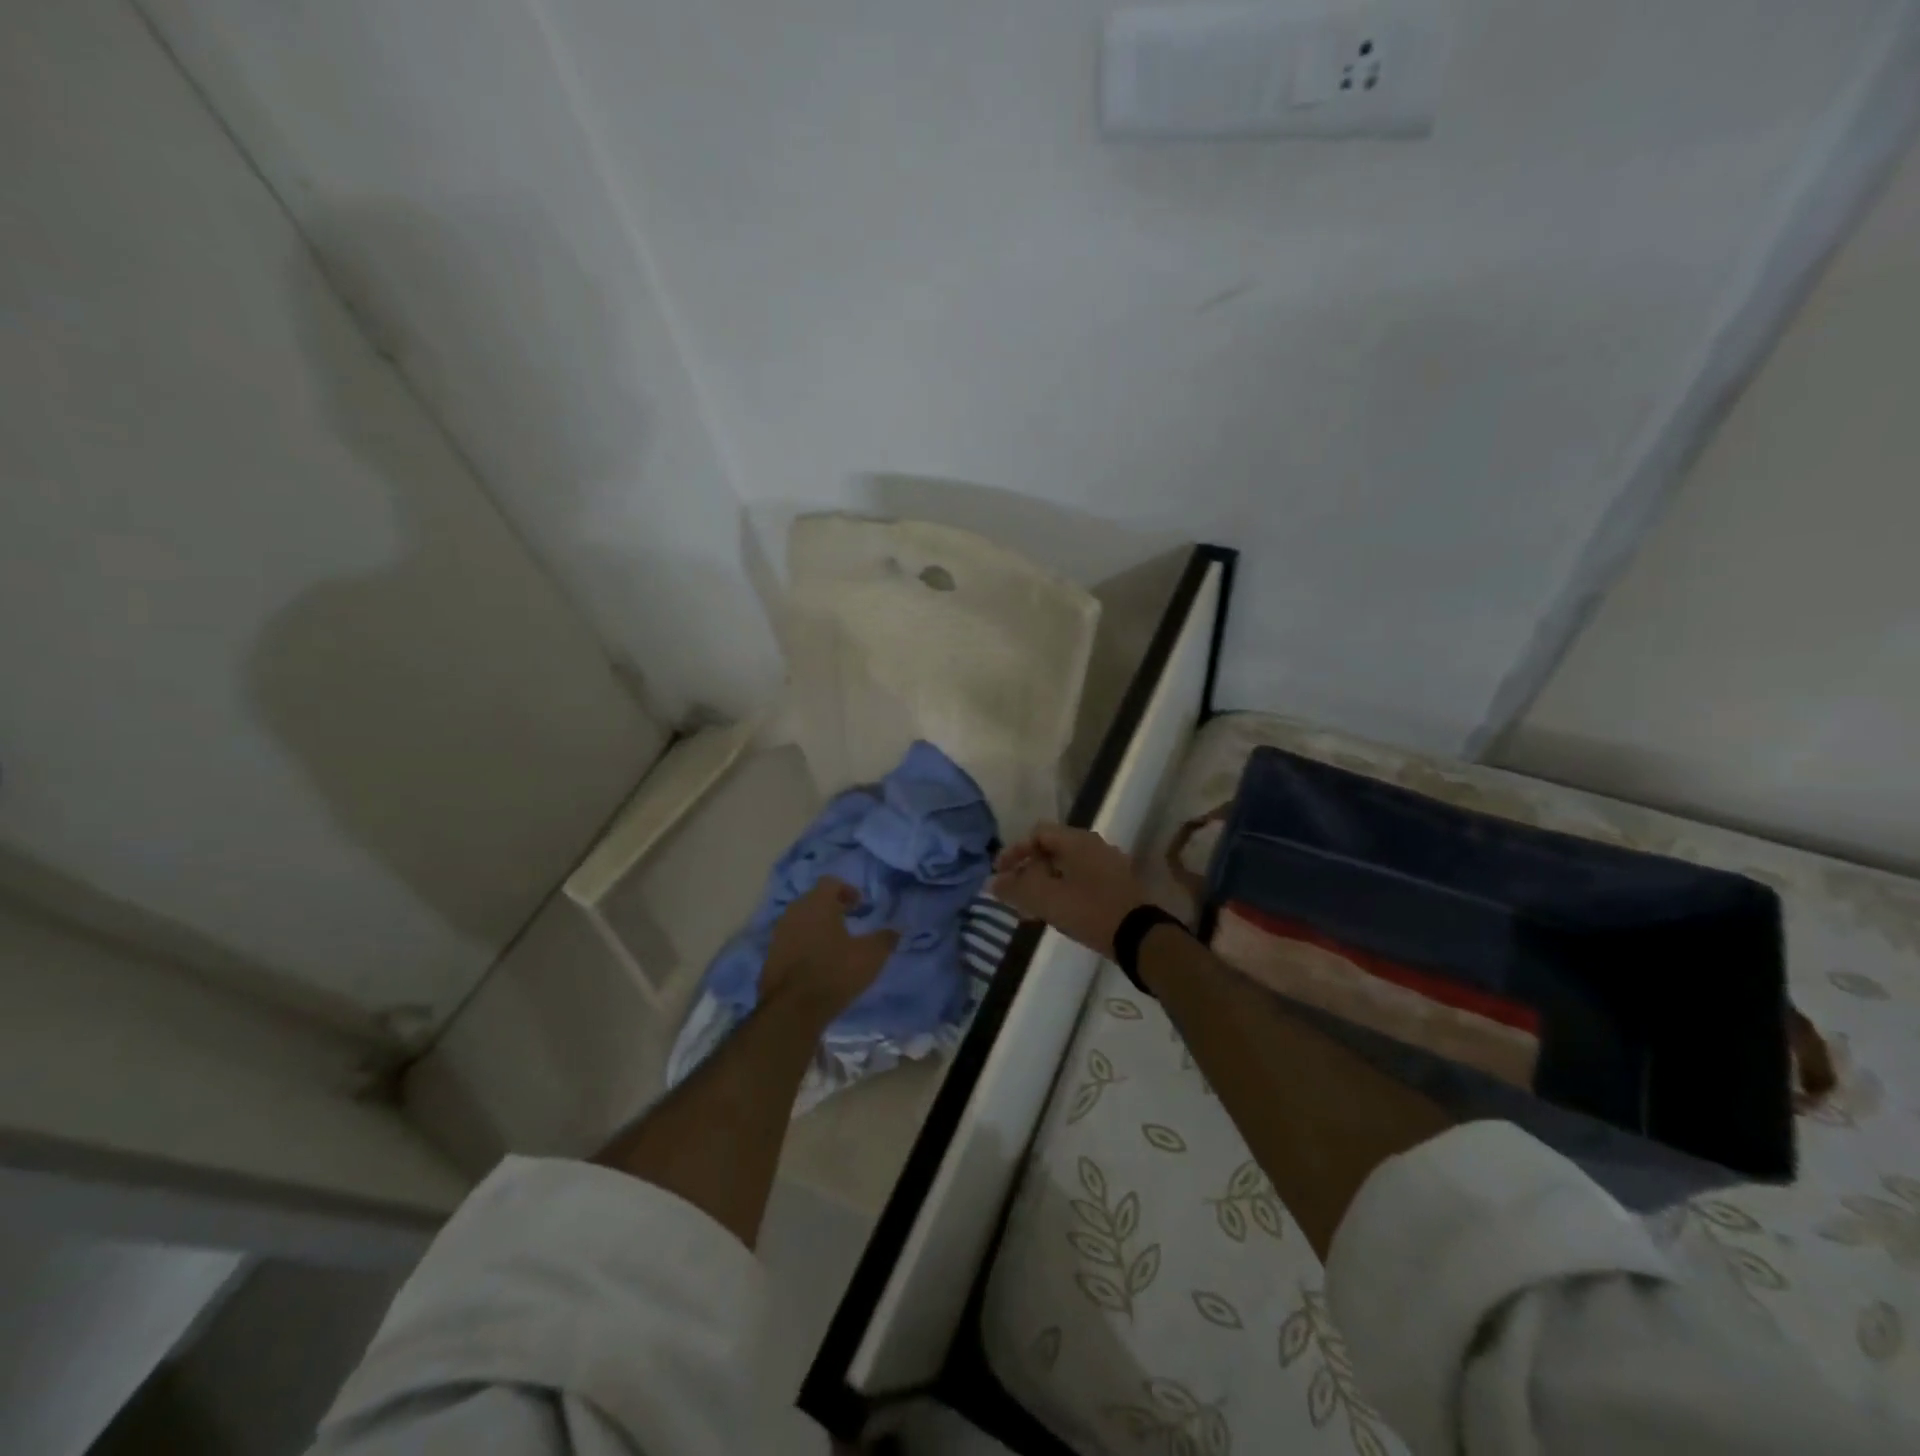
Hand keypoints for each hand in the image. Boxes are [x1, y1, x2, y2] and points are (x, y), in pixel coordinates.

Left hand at [760, 878, 898, 1023]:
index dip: (847, 890)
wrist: (792, 1009)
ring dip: (815, 926)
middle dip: (831, 907)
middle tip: (848, 921)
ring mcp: (778, 934)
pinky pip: (790, 940)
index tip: (860, 905)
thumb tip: (895, 931)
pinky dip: (803, 944)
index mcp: (817, 903)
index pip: (830, 882)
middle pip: (813, 899)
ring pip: (800, 920)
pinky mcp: (770, 956)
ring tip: (833, 943)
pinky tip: (815, 962)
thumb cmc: (835, 972)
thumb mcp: (871, 956)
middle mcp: (794, 912)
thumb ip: (885, 939)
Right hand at [989, 822, 1150, 957]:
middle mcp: (1094, 845)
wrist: (1140, 937)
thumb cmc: (1089, 910)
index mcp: (1077, 841)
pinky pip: (1080, 881)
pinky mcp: (1116, 886)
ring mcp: (1108, 865)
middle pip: (1051, 850)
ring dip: (1044, 884)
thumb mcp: (1046, 899)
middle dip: (1028, 871)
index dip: (1014, 851)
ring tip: (1029, 910)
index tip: (1000, 874)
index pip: (1037, 833)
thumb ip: (1016, 888)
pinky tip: (1055, 914)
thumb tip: (992, 882)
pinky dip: (1062, 891)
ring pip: (1065, 868)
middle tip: (1013, 894)